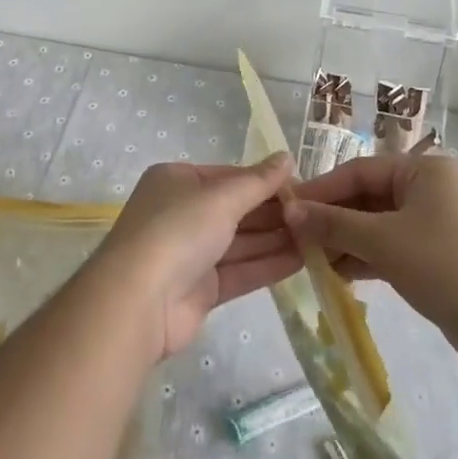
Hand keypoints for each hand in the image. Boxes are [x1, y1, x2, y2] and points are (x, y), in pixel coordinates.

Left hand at [93, 154, 300, 360]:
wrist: (138, 300)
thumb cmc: (178, 230)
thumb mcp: (221, 196)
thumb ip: (258, 181)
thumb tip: (287, 157)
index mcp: (177, 181)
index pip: (228, 176)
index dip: (264, 181)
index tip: (302, 186)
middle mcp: (181, 213)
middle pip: (235, 210)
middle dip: (273, 213)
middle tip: (317, 214)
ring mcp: (189, 253)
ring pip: (239, 242)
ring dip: (276, 240)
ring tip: (319, 237)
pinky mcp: (199, 290)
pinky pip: (239, 271)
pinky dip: (267, 265)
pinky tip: (302, 260)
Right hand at [285, 153, 457, 376]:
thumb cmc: (447, 266)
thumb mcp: (383, 241)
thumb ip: (334, 223)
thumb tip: (289, 210)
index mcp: (423, 169)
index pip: (358, 171)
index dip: (321, 190)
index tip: (286, 209)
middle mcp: (429, 189)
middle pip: (367, 197)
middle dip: (332, 218)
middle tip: (294, 238)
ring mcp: (435, 225)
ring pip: (377, 225)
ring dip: (345, 241)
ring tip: (309, 259)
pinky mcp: (437, 258)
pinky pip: (390, 248)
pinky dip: (365, 258)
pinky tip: (337, 274)